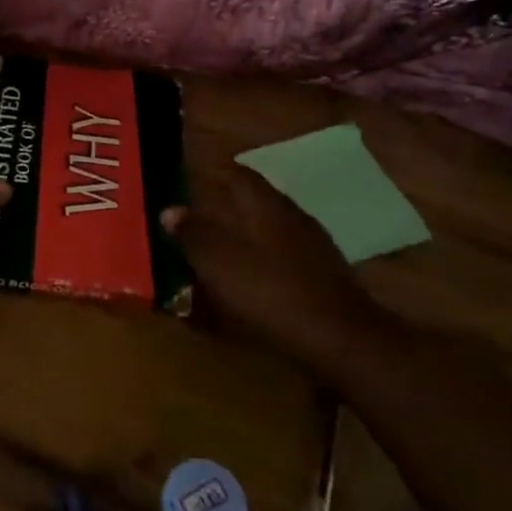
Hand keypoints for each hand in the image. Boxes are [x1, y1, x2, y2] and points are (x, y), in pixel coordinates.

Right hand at [161, 166, 388, 374]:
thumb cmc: (274, 293)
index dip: (218, 171)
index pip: (240, 175)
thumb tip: (169, 209)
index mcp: (267, 206)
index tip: (196, 174)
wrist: (342, 338)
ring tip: (226, 240)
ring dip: (250, 228)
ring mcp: (314, 244)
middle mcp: (293, 216)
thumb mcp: (221, 264)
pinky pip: (287, 251)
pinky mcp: (325, 273)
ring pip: (274, 225)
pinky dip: (267, 254)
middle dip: (232, 201)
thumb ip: (195, 235)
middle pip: (259, 198)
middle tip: (205, 207)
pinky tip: (257, 272)